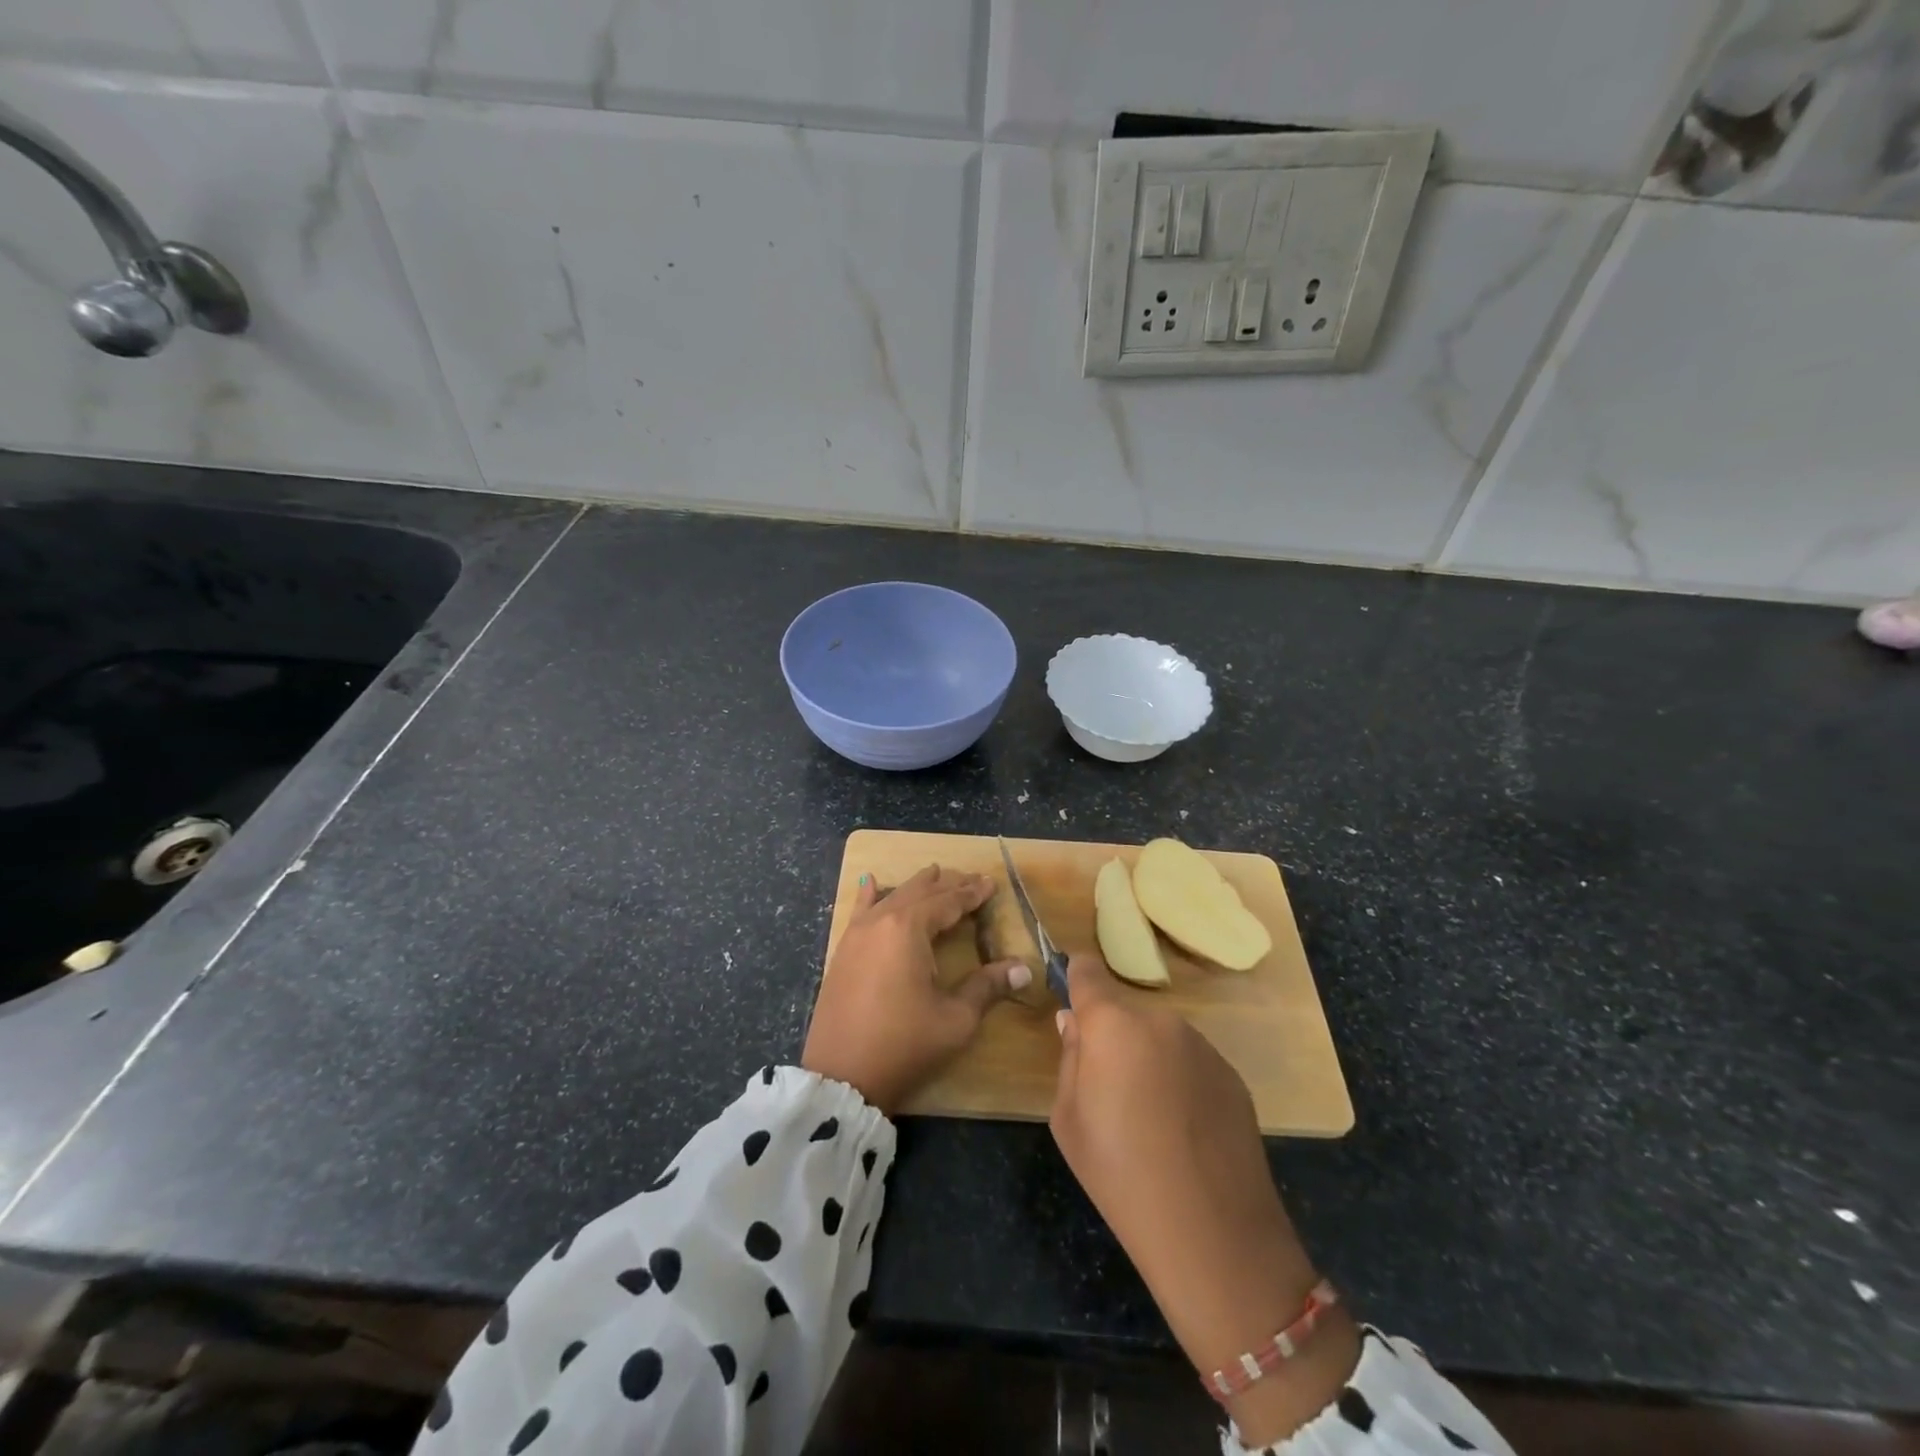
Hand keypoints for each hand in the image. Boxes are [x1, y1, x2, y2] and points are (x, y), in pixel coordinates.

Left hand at [802, 866, 1029, 1113]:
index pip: (947, 902)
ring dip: (916, 886)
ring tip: (933, 873)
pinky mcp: (842, 951)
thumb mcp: (955, 1018)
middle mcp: (881, 921)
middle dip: (947, 885)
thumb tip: (1023, 968)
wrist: (841, 1077)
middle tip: (971, 879)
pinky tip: (869, 881)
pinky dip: (870, 895)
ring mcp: (857, 935)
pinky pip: (860, 911)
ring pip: (891, 897)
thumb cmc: (903, 1045)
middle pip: (919, 893)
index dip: (972, 894)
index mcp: (909, 929)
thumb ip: (987, 987)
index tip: (991, 883)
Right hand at [1050, 953, 1357, 1446]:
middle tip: (1109, 1090)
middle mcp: (1160, 1020)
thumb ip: (1070, 1059)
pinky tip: (1184, 1131)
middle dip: (1112, 1037)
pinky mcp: (1232, 1074)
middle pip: (1125, 1014)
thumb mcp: (1068, 1120)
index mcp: (1112, 1024)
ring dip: (1149, 1059)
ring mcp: (1202, 1045)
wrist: (1213, 1232)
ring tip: (1150, 1119)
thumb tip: (1075, 1023)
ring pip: (1160, 1038)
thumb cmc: (1120, 1174)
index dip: (1076, 978)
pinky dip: (1180, 1082)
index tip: (1071, 994)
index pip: (1087, 972)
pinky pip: (1191, 1063)